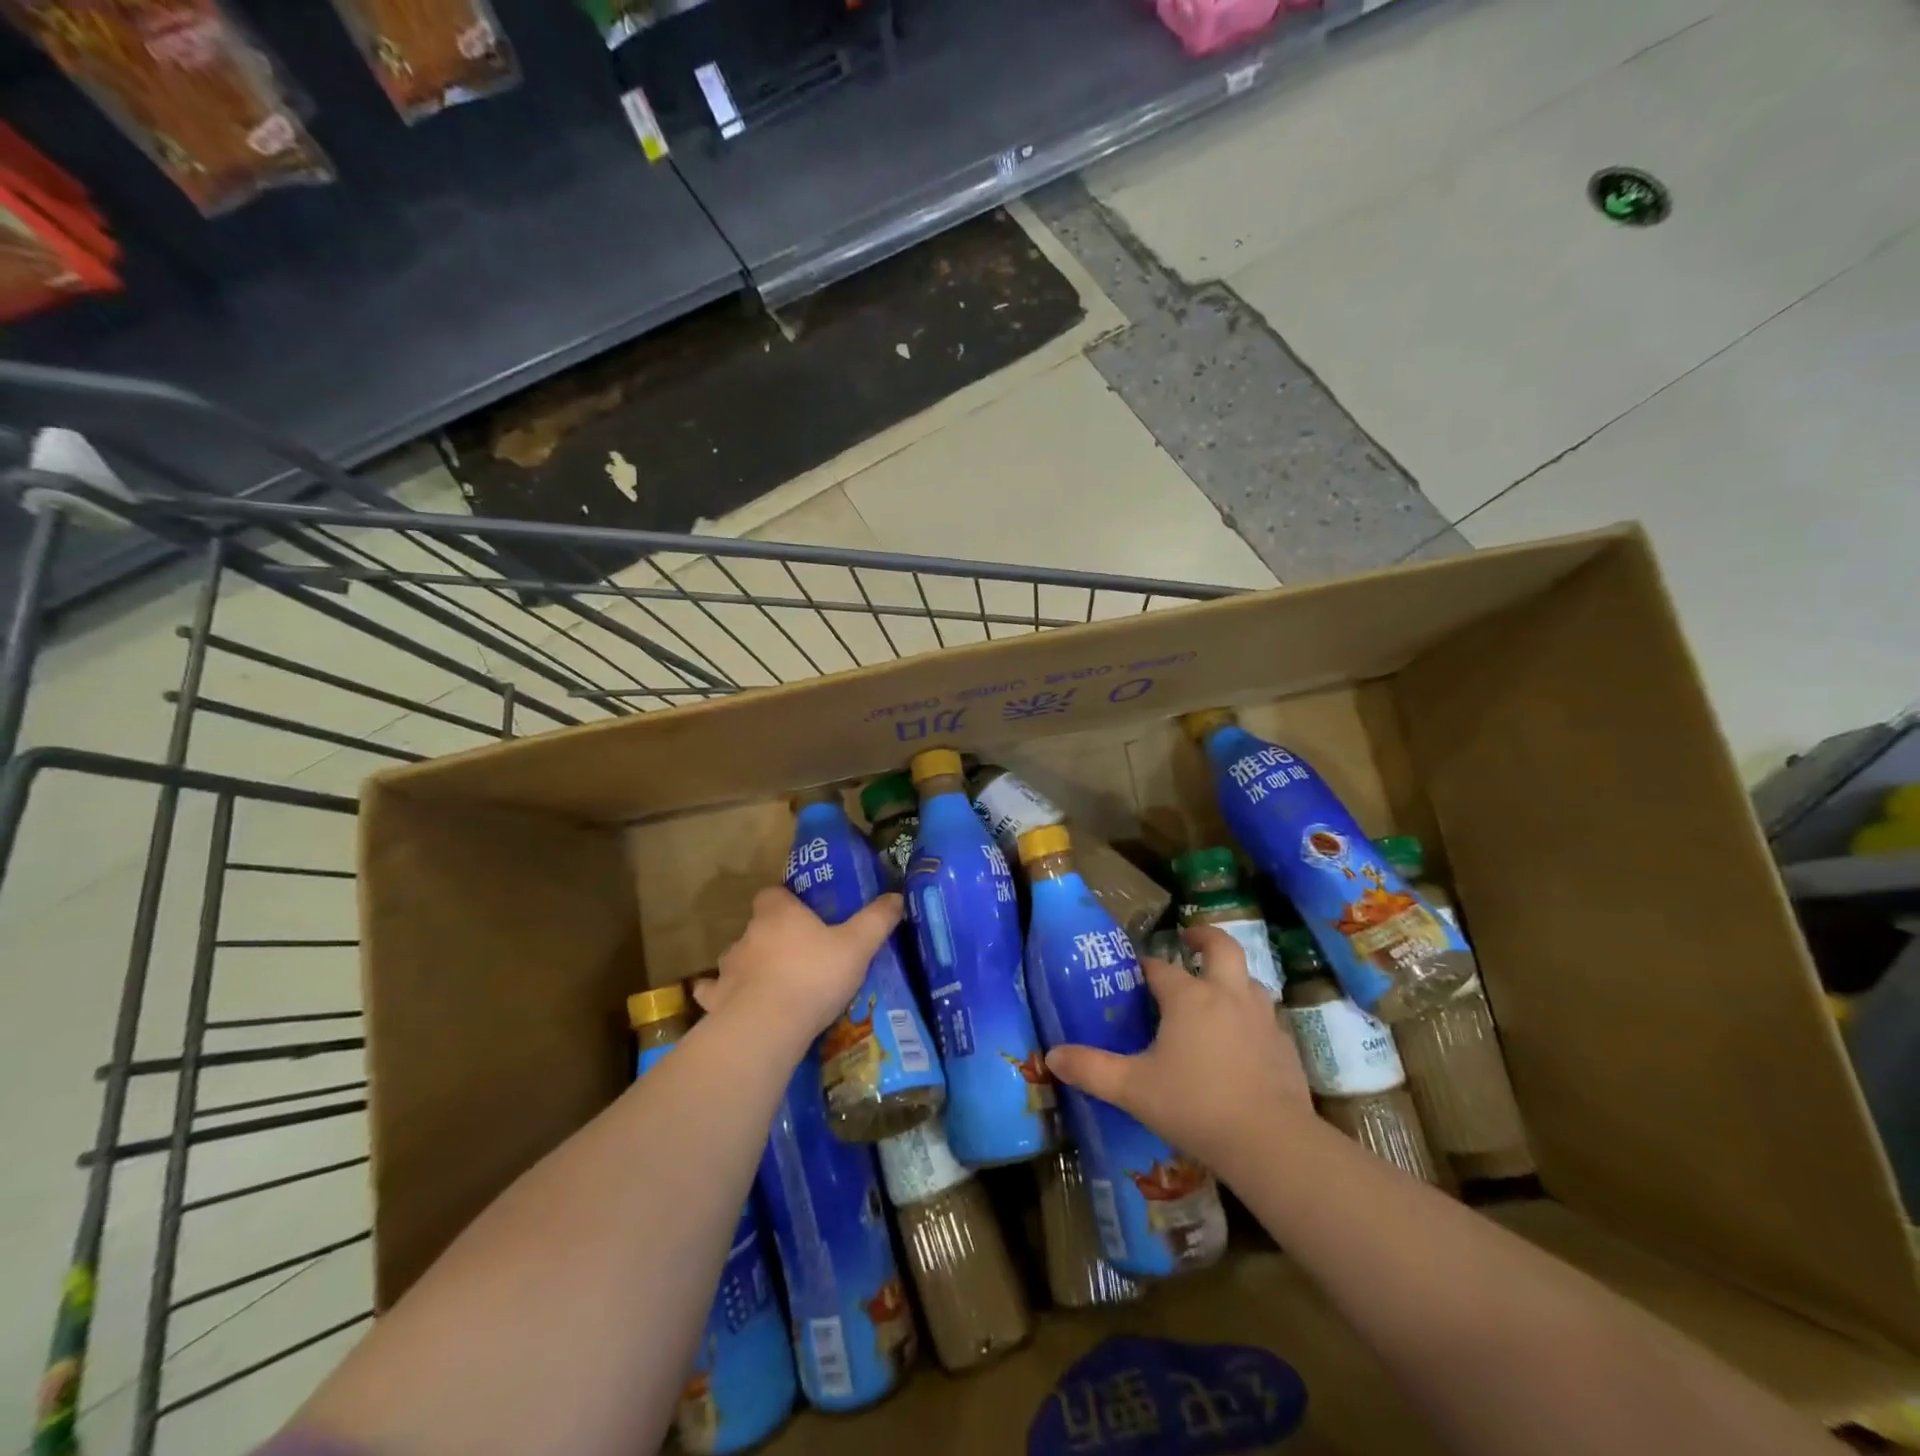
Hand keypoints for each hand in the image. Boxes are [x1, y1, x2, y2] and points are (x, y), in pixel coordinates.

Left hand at [694, 887, 902, 1050]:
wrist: (767, 1026)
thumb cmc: (813, 976)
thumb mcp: (857, 946)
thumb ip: (877, 920)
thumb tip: (896, 896)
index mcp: (779, 914)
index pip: (772, 893)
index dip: (785, 900)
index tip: (802, 912)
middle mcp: (748, 934)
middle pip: (756, 926)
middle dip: (772, 936)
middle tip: (798, 954)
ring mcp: (728, 968)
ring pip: (736, 958)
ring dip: (749, 965)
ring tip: (772, 983)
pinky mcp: (716, 1000)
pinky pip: (713, 992)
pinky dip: (720, 995)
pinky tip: (732, 1004)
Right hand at [1045, 924, 1313, 1184]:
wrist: (1272, 1143)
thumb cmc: (1195, 1106)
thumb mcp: (1133, 1089)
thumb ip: (1091, 1069)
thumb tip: (1051, 1056)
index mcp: (1188, 998)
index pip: (1160, 968)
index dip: (1145, 966)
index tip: (1133, 971)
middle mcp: (1227, 995)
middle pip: (1222, 947)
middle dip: (1204, 937)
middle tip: (1188, 939)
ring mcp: (1262, 1018)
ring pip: (1249, 980)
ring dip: (1231, 977)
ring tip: (1215, 991)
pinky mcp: (1285, 1046)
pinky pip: (1265, 1017)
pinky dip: (1250, 1017)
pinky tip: (1241, 1042)